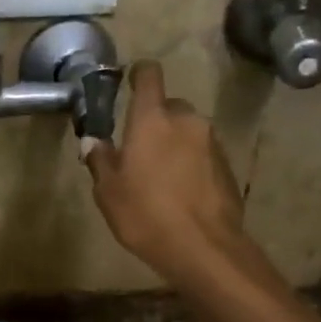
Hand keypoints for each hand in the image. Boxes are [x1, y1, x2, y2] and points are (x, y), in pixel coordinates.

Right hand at [84, 60, 247, 283]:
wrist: (203, 247)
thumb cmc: (145, 214)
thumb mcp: (108, 191)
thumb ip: (100, 160)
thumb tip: (93, 141)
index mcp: (152, 119)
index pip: (149, 75)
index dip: (139, 74)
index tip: (129, 82)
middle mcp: (186, 120)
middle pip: (168, 107)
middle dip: (154, 121)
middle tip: (138, 150)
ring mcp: (211, 141)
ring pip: (187, 131)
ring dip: (173, 144)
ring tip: (159, 177)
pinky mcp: (227, 165)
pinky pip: (202, 154)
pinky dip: (190, 163)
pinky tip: (180, 192)